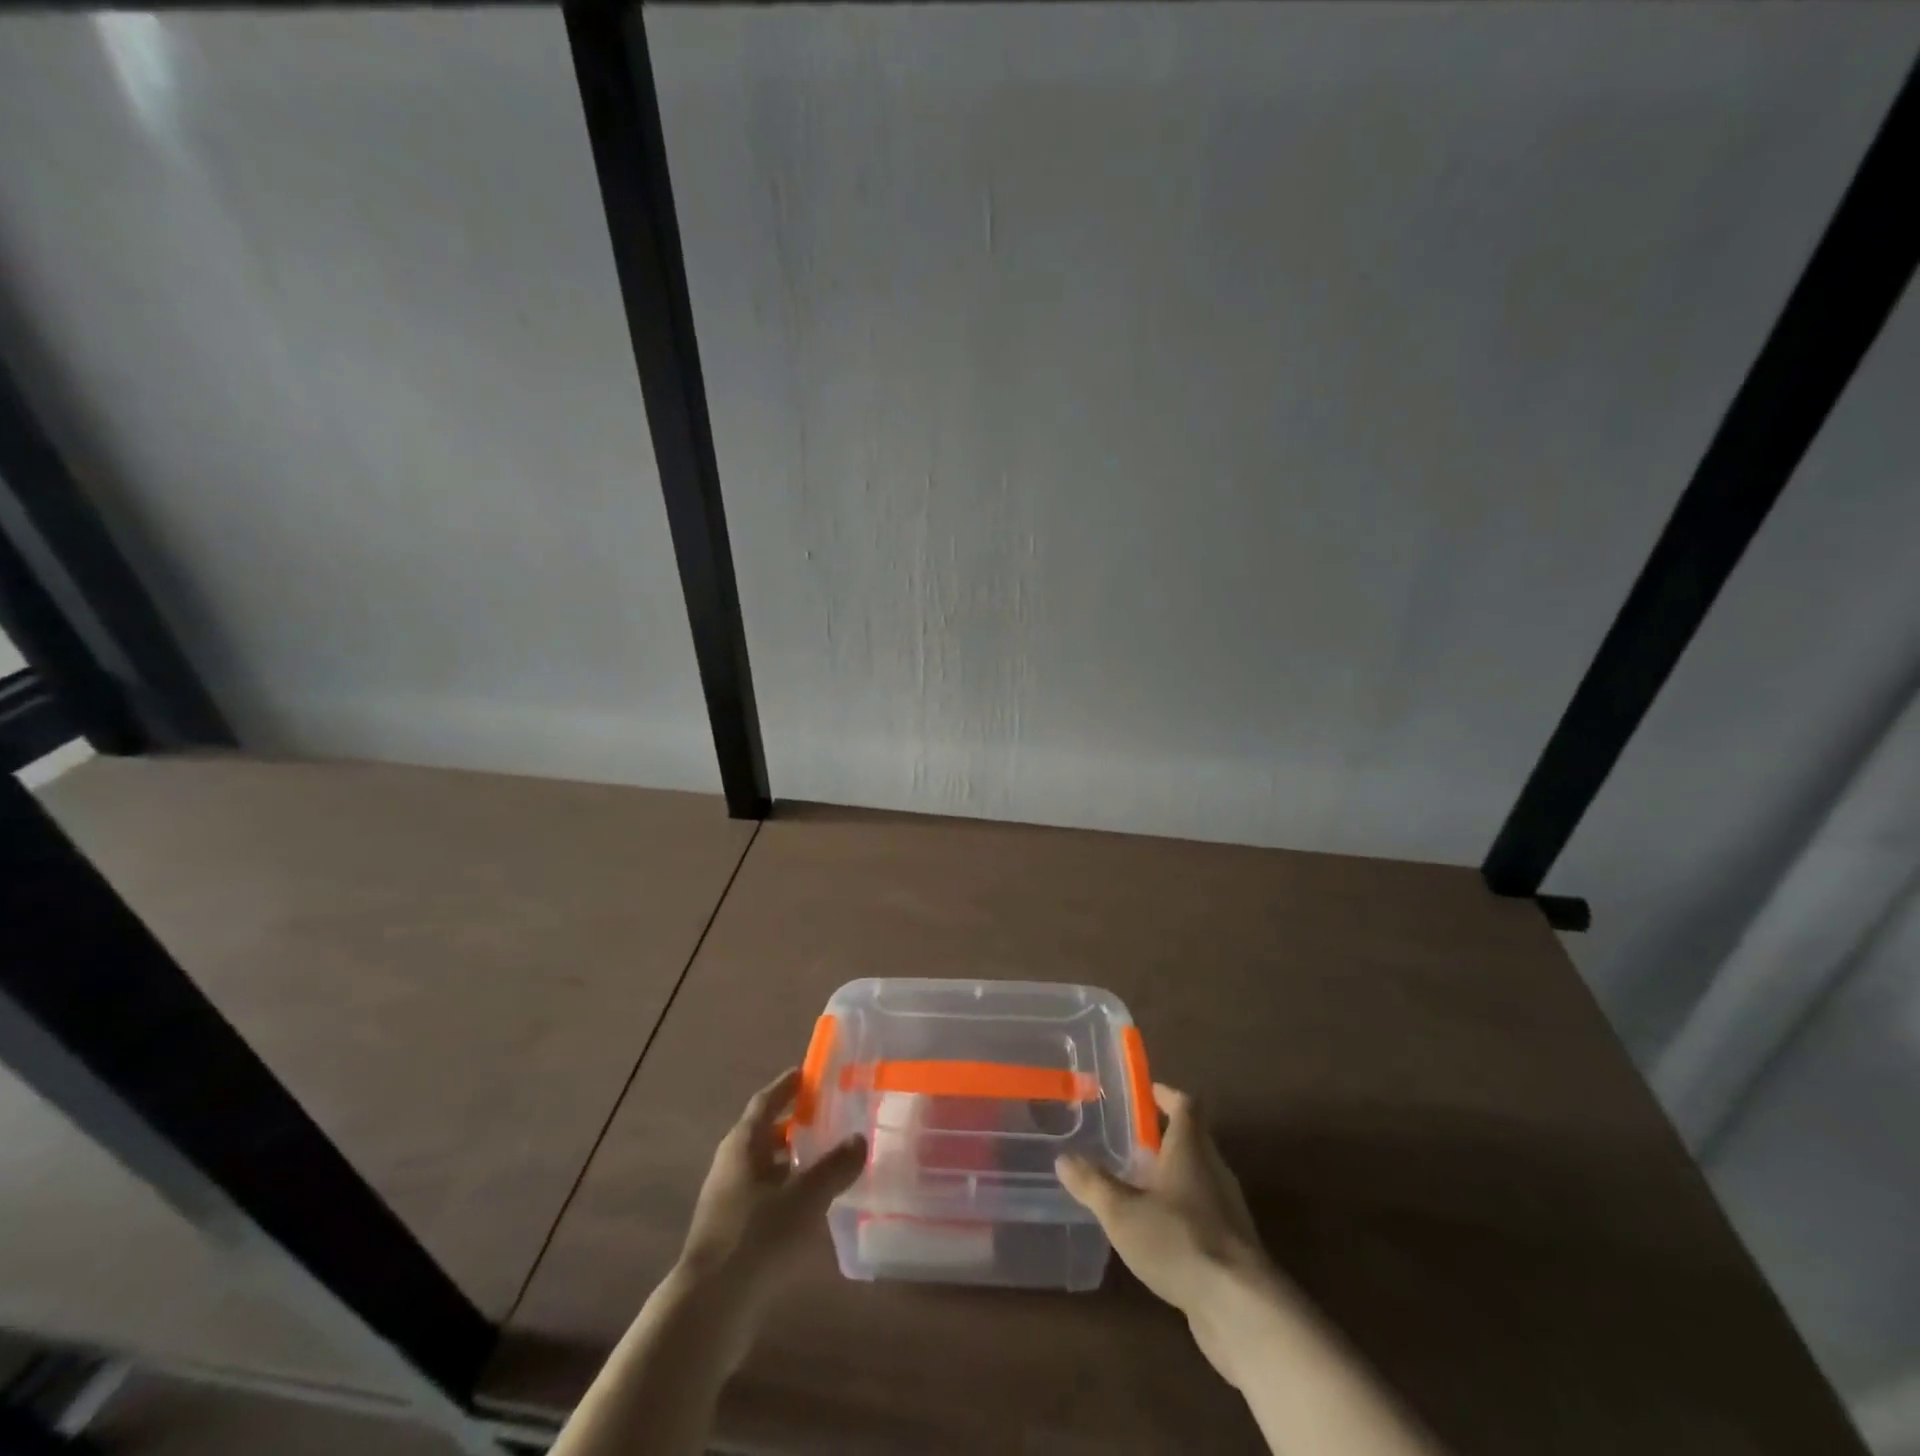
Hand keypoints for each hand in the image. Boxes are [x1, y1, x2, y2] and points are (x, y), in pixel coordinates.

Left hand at [681, 1067, 866, 1300]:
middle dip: (793, 1123)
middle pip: (763, 1133)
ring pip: (765, 1168)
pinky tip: (812, 1205)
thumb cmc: (756, 1237)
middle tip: (828, 1114)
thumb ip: (834, 1167)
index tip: (808, 1073)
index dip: (786, 1087)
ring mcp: (728, 1201)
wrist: (709, 1309)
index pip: (765, 1102)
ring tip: (827, 1158)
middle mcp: (731, 1166)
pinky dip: (787, 1191)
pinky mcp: (732, 1234)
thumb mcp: (804, 1197)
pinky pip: (765, 1197)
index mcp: (742, 1145)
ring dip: (792, 1160)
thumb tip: (859, 1139)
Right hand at [1057, 1083, 1281, 1384]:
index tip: (1146, 1092)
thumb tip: (1063, 1158)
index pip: (1185, 1104)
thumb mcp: (1122, 1211)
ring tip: (1138, 1184)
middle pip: (1193, 1139)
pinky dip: (1182, 1210)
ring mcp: (1227, 1209)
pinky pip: (1204, 1212)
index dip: (1166, 1094)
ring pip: (1198, 1176)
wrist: (1240, 1308)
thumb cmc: (1179, 1240)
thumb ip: (1092, 1183)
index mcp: (1190, 1149)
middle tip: (1131, 1140)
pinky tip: (1158, 1231)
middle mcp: (1213, 1170)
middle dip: (1164, 1136)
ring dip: (1172, 1175)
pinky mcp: (1233, 1246)